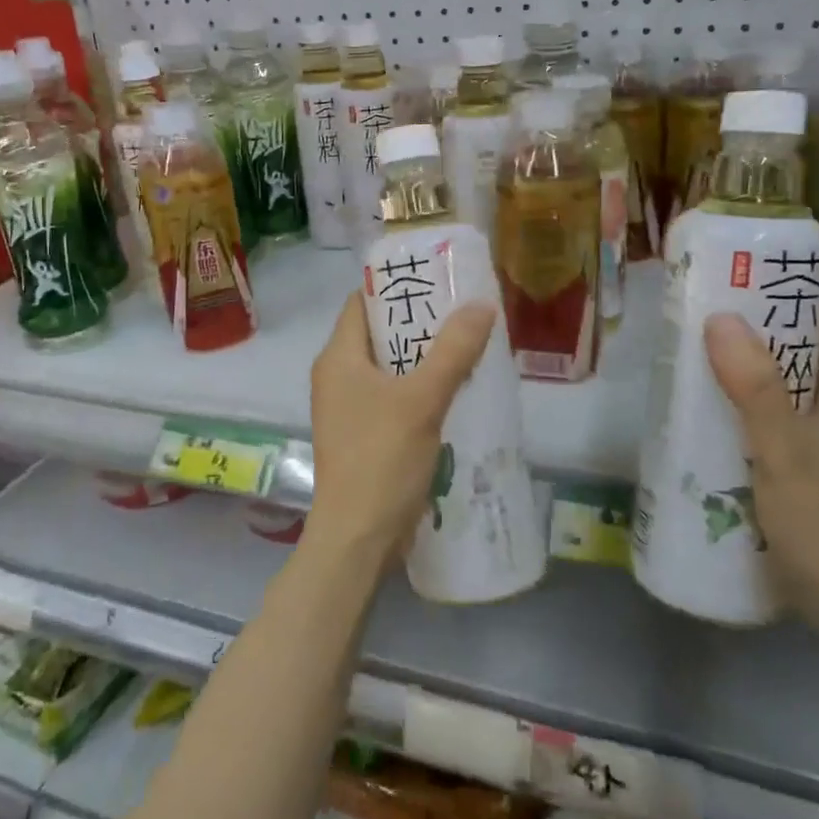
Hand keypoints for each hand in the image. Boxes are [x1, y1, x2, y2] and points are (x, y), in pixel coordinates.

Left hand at [304, 291, 495, 570]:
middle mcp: (336, 376)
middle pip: (378, 334)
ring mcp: (348, 408)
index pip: (361, 302)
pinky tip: (455, 390)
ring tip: (467, 345)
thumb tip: (482, 304)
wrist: (358, 538)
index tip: (436, 280)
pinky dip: (419, 388)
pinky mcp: (363, 435)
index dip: (395, 287)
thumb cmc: (381, 458)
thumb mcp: (422, 399)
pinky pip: (392, 396)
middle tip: (462, 312)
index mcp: (338, 358)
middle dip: (418, 323)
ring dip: (423, 357)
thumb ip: (452, 351)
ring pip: (388, 367)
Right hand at [704, 292, 818, 646]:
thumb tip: (721, 317)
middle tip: (702, 307)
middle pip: (812, 342)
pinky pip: (789, 410)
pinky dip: (756, 397)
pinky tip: (716, 405)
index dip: (794, 286)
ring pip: (798, 378)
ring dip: (754, 361)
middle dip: (762, 321)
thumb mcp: (785, 450)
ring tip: (698, 348)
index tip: (740, 272)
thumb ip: (755, 384)